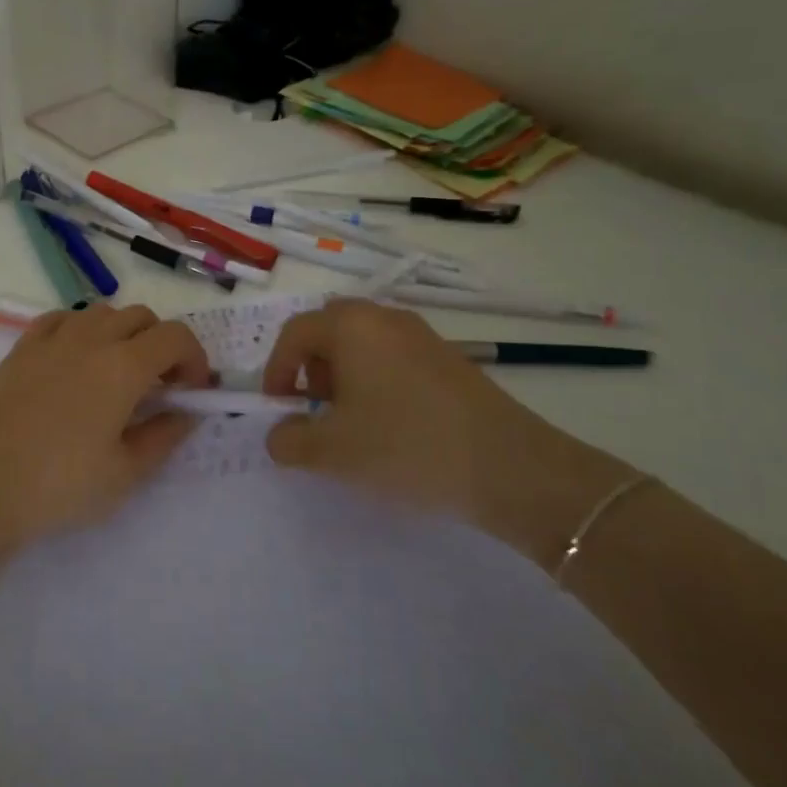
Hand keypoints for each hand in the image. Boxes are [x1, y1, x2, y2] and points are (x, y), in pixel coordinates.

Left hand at [0, 303, 210, 555]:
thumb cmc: (57, 486)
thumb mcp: (124, 474)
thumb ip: (163, 437)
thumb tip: (187, 413)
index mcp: (123, 365)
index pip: (176, 337)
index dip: (195, 359)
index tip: (191, 391)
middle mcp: (90, 338)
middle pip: (141, 317)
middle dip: (161, 344)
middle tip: (158, 386)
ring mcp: (51, 338)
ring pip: (102, 312)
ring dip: (122, 333)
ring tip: (116, 374)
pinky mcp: (20, 347)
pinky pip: (62, 319)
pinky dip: (81, 330)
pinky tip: (74, 361)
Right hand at [260, 299, 632, 565]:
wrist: (510, 467)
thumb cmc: (406, 447)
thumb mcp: (332, 452)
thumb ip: (289, 440)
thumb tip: (280, 433)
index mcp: (351, 326)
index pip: (295, 333)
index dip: (276, 370)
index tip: (279, 409)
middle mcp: (385, 318)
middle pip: (329, 329)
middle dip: (311, 365)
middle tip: (315, 406)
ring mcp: (422, 335)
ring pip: (363, 342)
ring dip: (344, 373)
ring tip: (351, 420)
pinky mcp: (449, 358)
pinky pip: (394, 356)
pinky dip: (376, 379)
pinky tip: (390, 424)